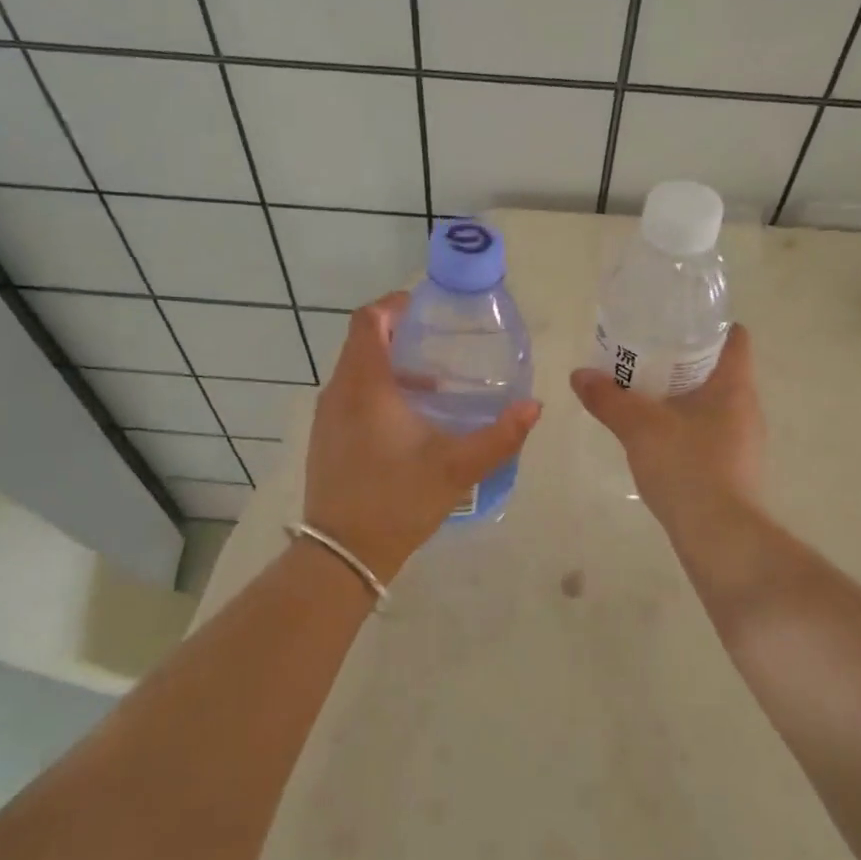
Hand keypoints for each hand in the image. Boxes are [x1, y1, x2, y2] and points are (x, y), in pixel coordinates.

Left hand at [305, 292, 540, 579]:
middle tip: (440, 343)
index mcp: (365, 386)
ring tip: (434, 385)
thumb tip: (534, 406)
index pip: (367, 321)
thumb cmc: (398, 500)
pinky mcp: (326, 439)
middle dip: (399, 335)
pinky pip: (351, 396)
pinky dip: (378, 391)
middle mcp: (339, 392)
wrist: (343, 554)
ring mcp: (327, 417)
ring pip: (356, 372)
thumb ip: (500, 436)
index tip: (425, 308)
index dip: (393, 305)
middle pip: (362, 343)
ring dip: (390, 366)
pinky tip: (410, 421)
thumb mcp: (458, 467)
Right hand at [569, 324, 763, 534]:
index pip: (734, 337)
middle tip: (645, 354)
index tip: (673, 322)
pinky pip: (710, 432)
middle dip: (683, 359)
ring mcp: (744, 441)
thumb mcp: (639, 428)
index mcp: (734, 386)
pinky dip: (685, 425)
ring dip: (683, 395)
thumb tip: (579, 374)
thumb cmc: (687, 468)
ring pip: (713, 402)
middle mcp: (746, 408)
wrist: (720, 537)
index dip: (707, 324)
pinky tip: (657, 436)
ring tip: (644, 393)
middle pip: (719, 368)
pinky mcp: (735, 468)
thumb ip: (608, 399)